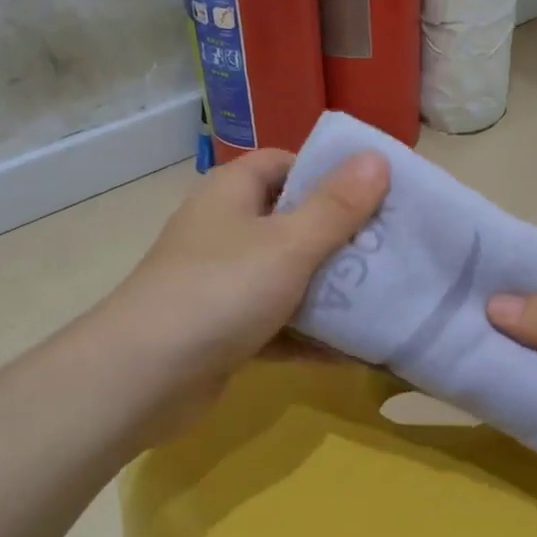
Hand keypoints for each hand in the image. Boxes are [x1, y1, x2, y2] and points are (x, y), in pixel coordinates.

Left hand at [96, 148, 388, 441]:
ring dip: (330, 290)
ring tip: (387, 296)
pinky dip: (310, 335)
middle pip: (292, 222)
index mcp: (232, 193)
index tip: (376, 194)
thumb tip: (377, 158)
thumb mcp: (289, 244)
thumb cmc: (221, 291)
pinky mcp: (225, 330)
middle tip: (392, 249)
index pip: (285, 164)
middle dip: (341, 237)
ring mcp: (223, 283)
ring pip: (288, 277)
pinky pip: (278, 324)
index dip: (329, 173)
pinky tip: (355, 349)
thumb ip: (337, 206)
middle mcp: (225, 231)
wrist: (144, 378)